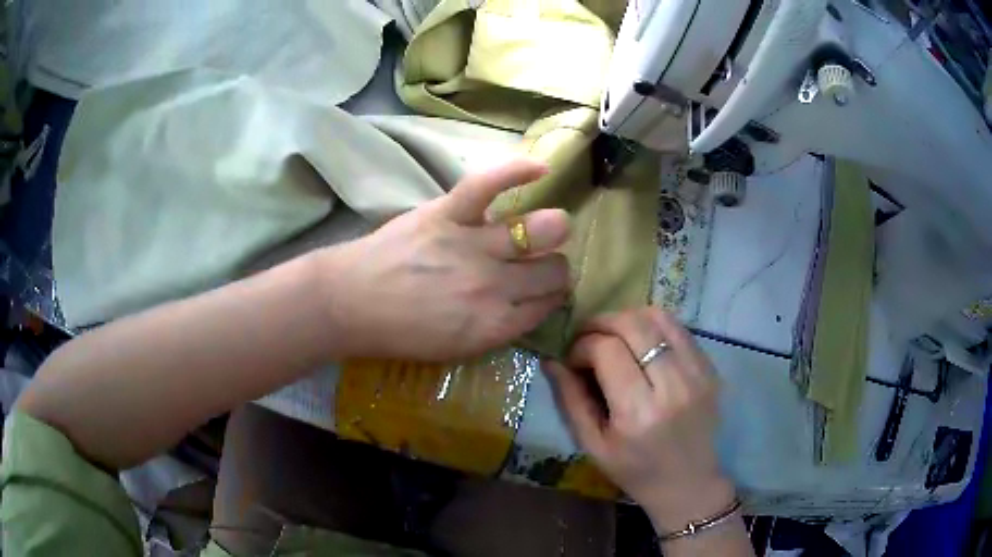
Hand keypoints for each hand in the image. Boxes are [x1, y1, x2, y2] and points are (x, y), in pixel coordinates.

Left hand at [321, 160, 570, 361]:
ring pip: (543, 230)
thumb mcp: (458, 349)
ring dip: (552, 229)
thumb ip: (500, 327)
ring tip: (542, 228)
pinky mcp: (449, 212)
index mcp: (495, 324)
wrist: (350, 303)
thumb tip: (529, 303)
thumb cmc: (399, 332)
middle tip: (539, 264)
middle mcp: (494, 285)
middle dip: (555, 268)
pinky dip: (518, 171)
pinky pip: (491, 184)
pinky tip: (542, 168)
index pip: (549, 304)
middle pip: (555, 270)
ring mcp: (473, 245)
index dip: (552, 296)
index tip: (545, 290)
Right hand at [545, 307, 733, 531]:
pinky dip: (654, 327)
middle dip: (601, 323)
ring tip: (614, 337)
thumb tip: (551, 360)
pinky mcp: (711, 368)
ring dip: (628, 319)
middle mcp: (673, 386)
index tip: (573, 359)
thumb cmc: (634, 470)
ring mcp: (698, 373)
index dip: (582, 346)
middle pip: (633, 325)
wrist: (688, 483)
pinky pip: (679, 329)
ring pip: (659, 318)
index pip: (606, 350)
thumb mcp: (592, 445)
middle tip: (588, 338)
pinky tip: (642, 345)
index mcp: (638, 412)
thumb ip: (570, 400)